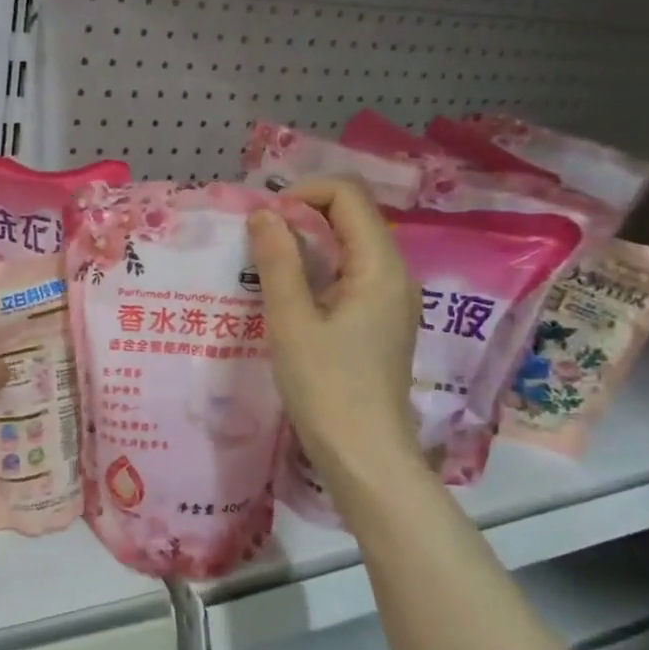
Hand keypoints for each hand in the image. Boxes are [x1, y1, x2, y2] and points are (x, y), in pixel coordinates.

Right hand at [248, 178, 422, 485]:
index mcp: (380, 266)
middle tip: (255, 243)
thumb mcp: (292, 322)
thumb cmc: (326, 388)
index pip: (347, 195)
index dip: (302, 194)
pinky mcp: (378, 322)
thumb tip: (264, 213)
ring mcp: (389, 300)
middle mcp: (393, 274)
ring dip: (305, 246)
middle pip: (349, 217)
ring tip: (263, 268)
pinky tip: (285, 297)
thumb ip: (278, 262)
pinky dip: (315, 273)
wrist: (364, 455)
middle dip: (300, 217)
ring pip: (347, 248)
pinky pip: (347, 277)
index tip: (262, 221)